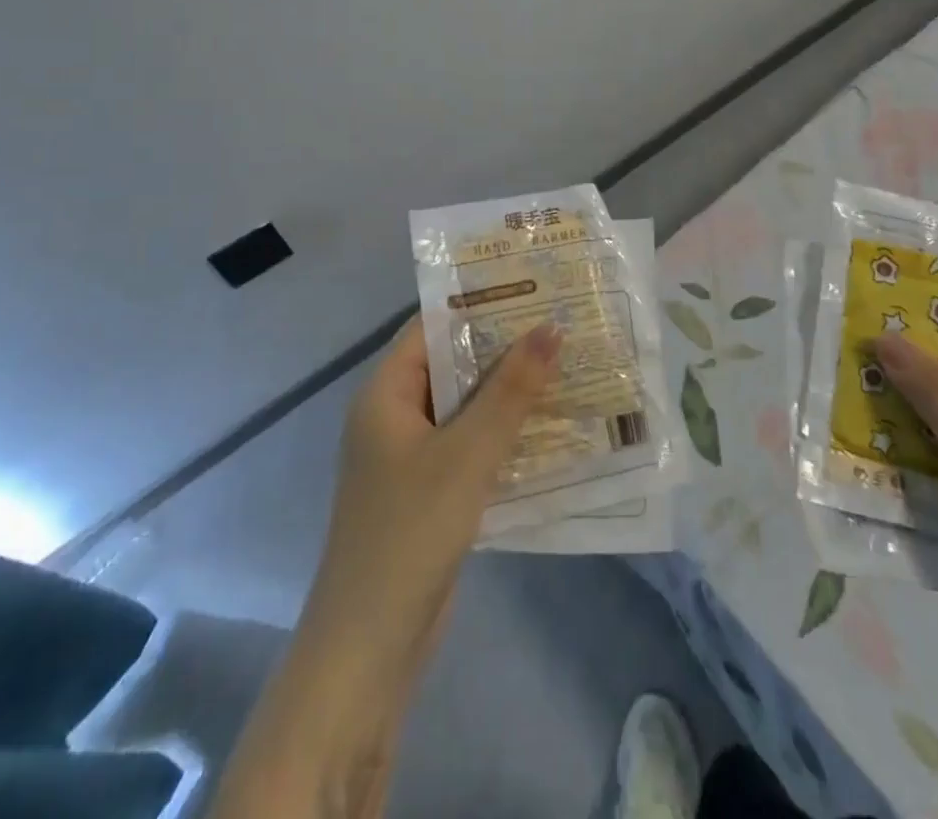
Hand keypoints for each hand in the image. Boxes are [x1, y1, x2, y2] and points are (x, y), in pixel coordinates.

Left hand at [211, 316, 557, 818]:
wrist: (369, 650)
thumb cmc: (410, 532)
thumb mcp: (467, 453)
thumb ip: (511, 391)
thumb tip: (552, 327)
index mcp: (386, 394)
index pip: (431, 327)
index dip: (478, 303)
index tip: (531, 287)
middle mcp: (394, 417)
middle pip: (452, 366)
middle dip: (504, 347)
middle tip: (562, 322)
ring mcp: (411, 459)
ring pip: (466, 409)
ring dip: (509, 393)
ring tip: (568, 365)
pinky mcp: (429, 494)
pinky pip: (470, 447)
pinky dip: (504, 435)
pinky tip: (552, 429)